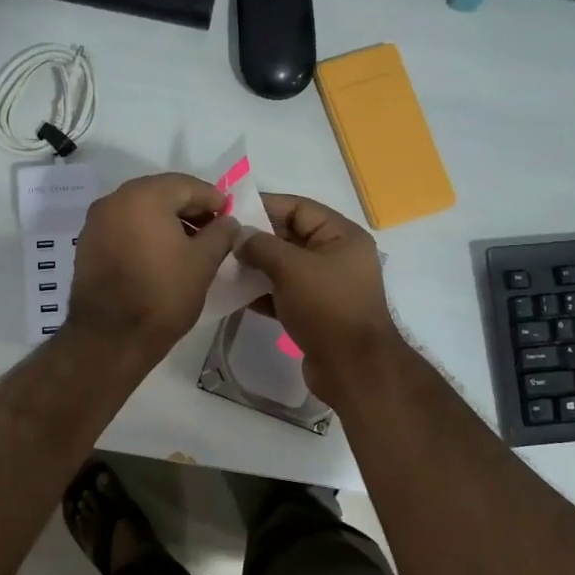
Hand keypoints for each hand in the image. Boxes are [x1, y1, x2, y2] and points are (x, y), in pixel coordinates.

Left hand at [68, 174, 237, 361]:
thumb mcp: (203, 263)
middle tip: (212, 229)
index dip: (212, 198)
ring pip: (139, 210)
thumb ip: (221, 233)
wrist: (110, 338)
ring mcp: (96, 222)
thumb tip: (228, 221)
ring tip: (190, 246)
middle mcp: (114, 200)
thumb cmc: (162, 295)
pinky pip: (123, 228)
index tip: (229, 215)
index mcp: (143, 196)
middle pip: (160, 193)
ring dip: (166, 221)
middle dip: (188, 208)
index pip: (186, 185)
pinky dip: (144, 234)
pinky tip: (161, 256)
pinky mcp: (87, 245)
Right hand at [235, 193, 400, 405]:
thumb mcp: (291, 268)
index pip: (299, 208)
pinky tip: (236, 295)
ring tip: (223, 267)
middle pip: (291, 237)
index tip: (230, 210)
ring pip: (285, 268)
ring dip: (256, 267)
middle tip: (221, 241)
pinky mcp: (316, 313)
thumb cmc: (326, 308)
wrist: (352, 368)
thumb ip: (261, 246)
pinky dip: (263, 293)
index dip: (264, 205)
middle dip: (257, 239)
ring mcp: (327, 287)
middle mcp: (337, 257)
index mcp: (342, 236)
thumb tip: (239, 236)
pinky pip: (285, 294)